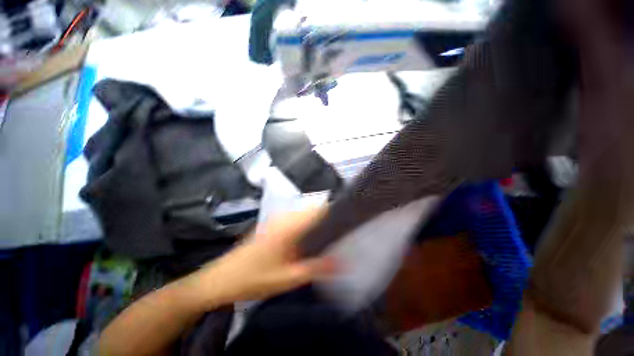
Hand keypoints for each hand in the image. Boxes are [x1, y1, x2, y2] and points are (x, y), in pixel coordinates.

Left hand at [190, 207, 336, 308]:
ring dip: (317, 221)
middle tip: (340, 233)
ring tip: (329, 236)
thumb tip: (342, 263)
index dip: (334, 212)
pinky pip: (297, 218)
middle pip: (313, 210)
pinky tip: (311, 239)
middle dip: (327, 218)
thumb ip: (315, 268)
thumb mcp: (287, 278)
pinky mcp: (274, 224)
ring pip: (305, 213)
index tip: (346, 222)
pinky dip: (307, 224)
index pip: (317, 210)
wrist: (222, 278)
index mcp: (289, 225)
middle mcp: (285, 217)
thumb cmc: (254, 278)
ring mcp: (278, 219)